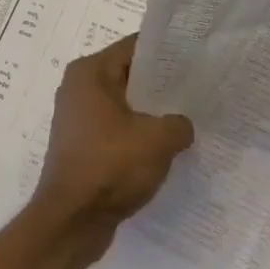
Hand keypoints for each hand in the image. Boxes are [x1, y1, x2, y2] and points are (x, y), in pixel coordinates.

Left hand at [31, 35, 192, 255]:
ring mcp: (77, 118)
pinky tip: (164, 148)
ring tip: (186, 119)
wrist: (71, 221)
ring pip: (123, 104)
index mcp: (90, 72)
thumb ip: (179, 122)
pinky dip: (137, 135)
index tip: (196, 58)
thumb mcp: (158, 139)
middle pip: (128, 74)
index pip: (134, 47)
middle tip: (197, 89)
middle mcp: (78, 88)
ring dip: (150, 113)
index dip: (166, 51)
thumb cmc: (111, 166)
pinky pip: (116, 129)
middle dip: (160, 84)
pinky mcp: (81, 146)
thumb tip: (182, 125)